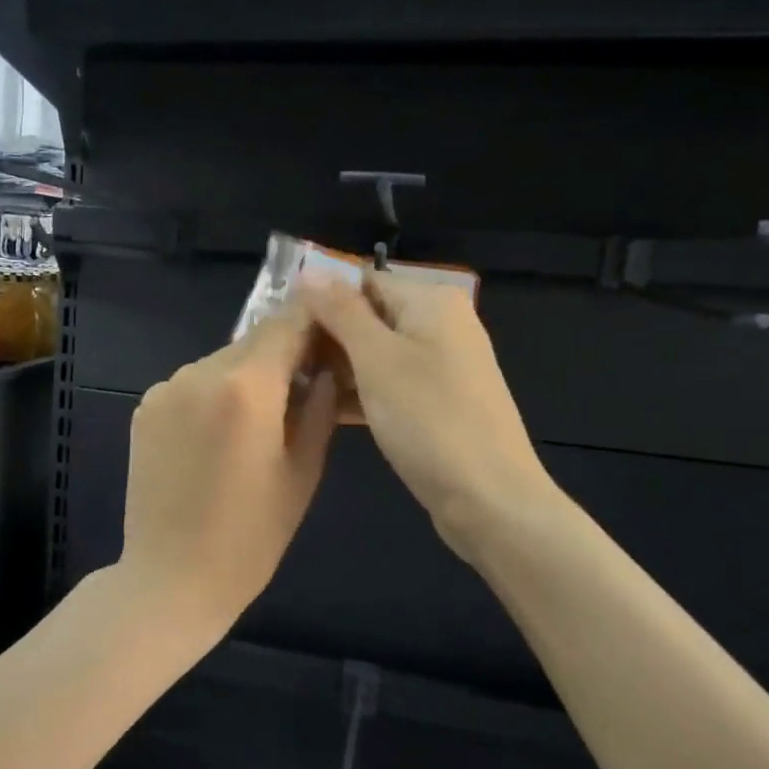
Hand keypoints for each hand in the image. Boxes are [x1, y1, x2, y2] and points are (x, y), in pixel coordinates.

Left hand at [118, 299, 339, 637]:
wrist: (170, 577)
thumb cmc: (251, 535)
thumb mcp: (303, 471)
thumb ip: (318, 406)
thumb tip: (325, 368)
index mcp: (246, 386)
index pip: (288, 323)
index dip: (314, 323)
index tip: (332, 338)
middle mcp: (199, 372)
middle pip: (254, 342)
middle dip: (282, 356)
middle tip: (303, 388)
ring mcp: (166, 387)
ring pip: (221, 362)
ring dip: (245, 377)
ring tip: (257, 424)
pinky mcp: (145, 405)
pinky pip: (191, 384)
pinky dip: (212, 395)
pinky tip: (217, 437)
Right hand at [299, 273, 558, 563]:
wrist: (489, 500)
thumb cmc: (429, 419)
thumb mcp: (376, 358)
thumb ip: (341, 311)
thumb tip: (309, 269)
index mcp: (431, 301)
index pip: (362, 282)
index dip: (319, 299)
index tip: (280, 326)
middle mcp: (440, 324)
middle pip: (369, 316)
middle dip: (326, 336)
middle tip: (280, 360)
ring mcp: (441, 366)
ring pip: (375, 354)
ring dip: (337, 367)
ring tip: (291, 385)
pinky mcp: (437, 402)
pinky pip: (389, 383)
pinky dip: (360, 392)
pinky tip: (322, 409)